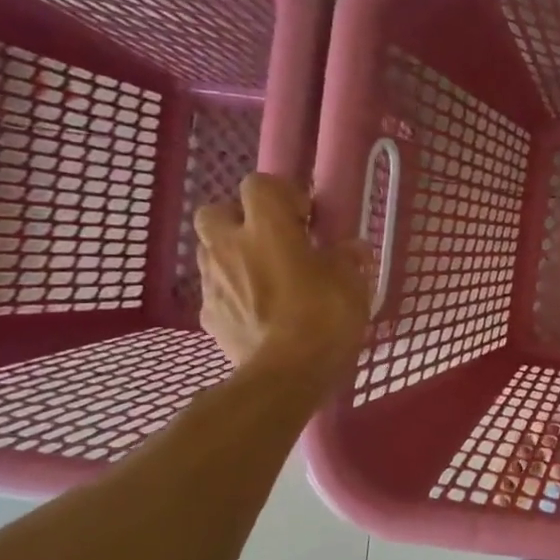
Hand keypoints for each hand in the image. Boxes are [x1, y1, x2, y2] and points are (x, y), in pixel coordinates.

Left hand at [195, 173, 370, 382]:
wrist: (285, 375)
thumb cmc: (323, 318)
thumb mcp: (352, 283)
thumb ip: (348, 258)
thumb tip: (351, 249)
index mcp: (267, 228)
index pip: (259, 184)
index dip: (283, 194)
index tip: (307, 217)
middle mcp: (230, 246)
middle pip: (217, 211)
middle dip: (242, 220)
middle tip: (274, 241)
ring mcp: (212, 282)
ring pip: (212, 251)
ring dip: (236, 256)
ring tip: (268, 278)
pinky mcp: (208, 315)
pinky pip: (218, 291)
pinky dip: (235, 294)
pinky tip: (260, 312)